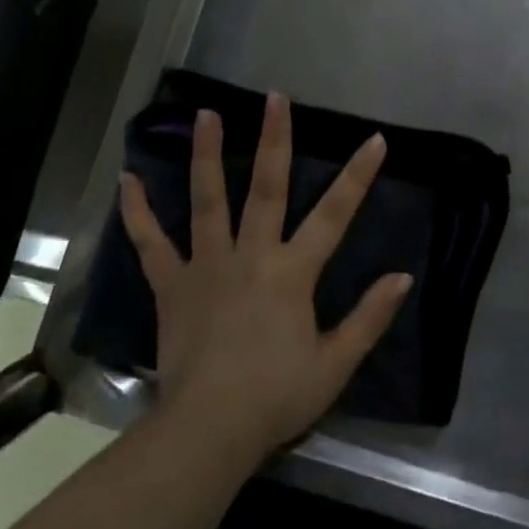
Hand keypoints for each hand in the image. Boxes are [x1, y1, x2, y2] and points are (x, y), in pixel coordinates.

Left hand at [118, 94, 411, 462]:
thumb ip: (369, 317)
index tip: (375, 139)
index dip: (358, 176)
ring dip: (206, 155)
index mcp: (293, 272)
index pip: (335, 214)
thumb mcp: (335, 364)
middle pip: (267, 187)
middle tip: (274, 97)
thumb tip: (403, 276)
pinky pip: (151, 243)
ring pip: (207, 200)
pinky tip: (126, 181)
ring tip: (204, 114)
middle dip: (274, 139)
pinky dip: (137, 212)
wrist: (207, 431)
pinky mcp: (172, 285)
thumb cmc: (276, 397)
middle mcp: (251, 254)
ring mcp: (207, 265)